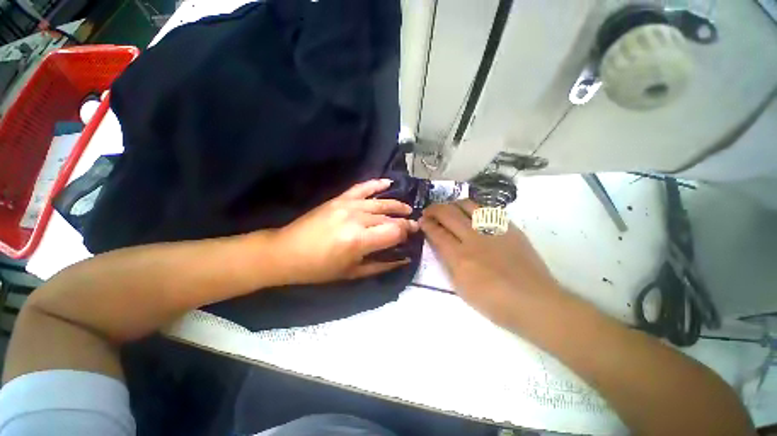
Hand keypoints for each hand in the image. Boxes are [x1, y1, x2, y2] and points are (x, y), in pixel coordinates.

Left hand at [272, 179, 418, 284]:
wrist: (286, 252)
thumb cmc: (319, 268)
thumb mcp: (352, 273)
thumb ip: (381, 265)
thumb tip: (403, 259)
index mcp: (359, 240)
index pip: (394, 231)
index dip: (406, 232)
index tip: (412, 235)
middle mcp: (356, 218)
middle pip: (389, 217)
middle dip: (404, 221)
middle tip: (413, 224)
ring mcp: (347, 205)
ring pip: (380, 202)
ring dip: (396, 205)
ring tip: (407, 208)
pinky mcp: (339, 199)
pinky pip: (362, 187)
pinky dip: (376, 184)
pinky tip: (388, 183)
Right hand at [420, 200, 560, 325]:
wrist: (534, 301)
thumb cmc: (494, 302)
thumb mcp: (461, 287)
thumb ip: (449, 262)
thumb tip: (441, 244)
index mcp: (460, 257)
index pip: (437, 232)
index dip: (427, 224)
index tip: (422, 221)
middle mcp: (473, 238)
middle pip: (448, 213)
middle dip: (434, 209)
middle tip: (429, 212)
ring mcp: (493, 230)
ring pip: (467, 205)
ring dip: (452, 204)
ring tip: (448, 209)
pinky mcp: (509, 227)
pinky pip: (487, 210)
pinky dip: (473, 208)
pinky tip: (470, 213)